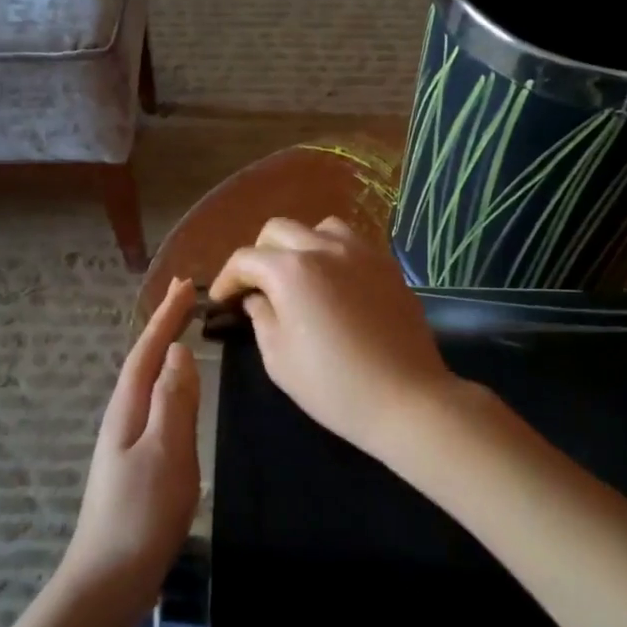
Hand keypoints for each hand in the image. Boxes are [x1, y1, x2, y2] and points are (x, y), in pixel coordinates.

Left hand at [63, 278, 200, 604]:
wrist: (110, 577)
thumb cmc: (142, 513)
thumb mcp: (165, 452)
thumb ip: (173, 402)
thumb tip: (179, 353)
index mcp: (127, 410)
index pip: (147, 351)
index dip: (165, 317)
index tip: (186, 285)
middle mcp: (122, 419)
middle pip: (143, 362)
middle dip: (163, 328)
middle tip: (189, 300)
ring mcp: (126, 443)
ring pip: (148, 385)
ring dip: (165, 355)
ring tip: (186, 335)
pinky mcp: (136, 464)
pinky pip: (155, 409)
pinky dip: (169, 387)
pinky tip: (179, 396)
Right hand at [210, 218, 458, 459]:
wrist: (405, 398)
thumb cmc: (333, 386)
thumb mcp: (279, 359)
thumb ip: (261, 318)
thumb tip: (256, 298)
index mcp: (291, 271)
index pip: (246, 259)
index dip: (227, 279)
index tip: (221, 300)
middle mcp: (325, 249)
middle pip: (279, 230)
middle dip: (259, 255)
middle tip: (257, 287)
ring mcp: (362, 253)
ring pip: (319, 228)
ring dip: (299, 246)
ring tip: (298, 278)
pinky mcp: (388, 266)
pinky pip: (352, 244)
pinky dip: (332, 254)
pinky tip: (334, 285)